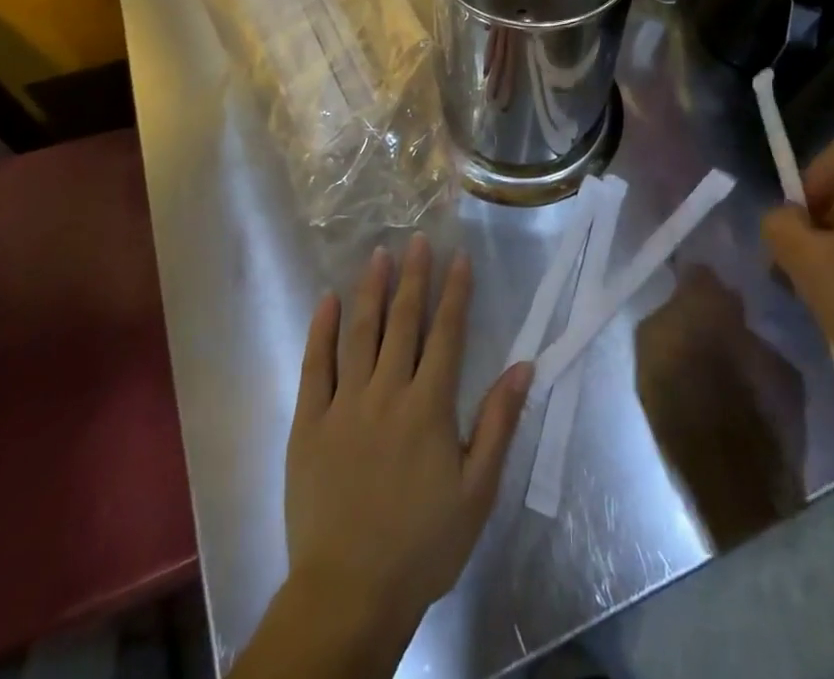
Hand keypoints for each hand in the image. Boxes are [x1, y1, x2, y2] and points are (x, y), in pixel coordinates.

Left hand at [285, 236, 531, 650]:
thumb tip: (524, 365)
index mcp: (429, 407)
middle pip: (404, 322)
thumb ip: (498, 423)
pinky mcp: (309, 422)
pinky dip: (321, 330)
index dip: (455, 293)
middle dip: (414, 277)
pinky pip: (314, 366)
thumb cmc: (422, 545)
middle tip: (417, 239)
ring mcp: (344, 404)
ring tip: (378, 254)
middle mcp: (387, 392)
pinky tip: (327, 301)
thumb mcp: (477, 491)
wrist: (349, 594)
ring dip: (371, 290)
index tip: (458, 257)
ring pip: (360, 333)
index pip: (447, 334)